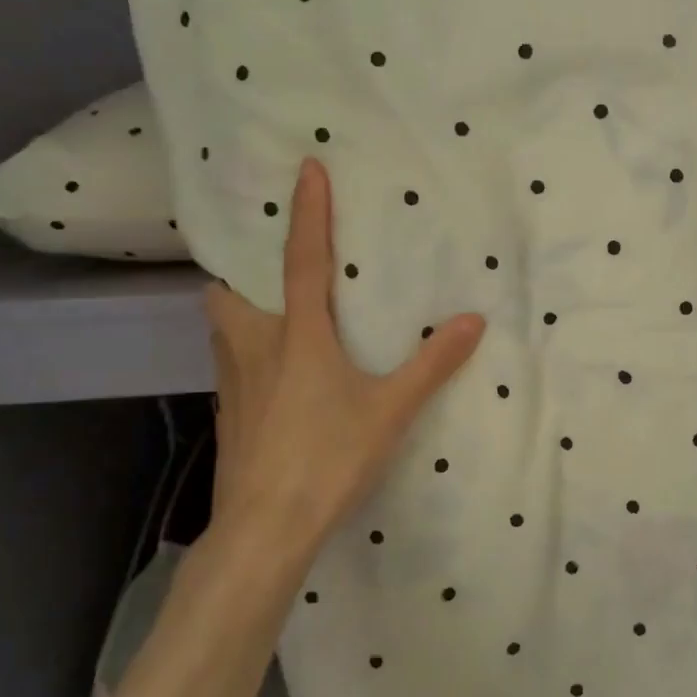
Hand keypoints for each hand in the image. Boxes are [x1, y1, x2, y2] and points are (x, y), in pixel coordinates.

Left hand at [205, 158, 484, 562]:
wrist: (265, 528)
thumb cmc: (329, 458)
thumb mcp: (390, 409)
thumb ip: (432, 363)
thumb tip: (474, 320)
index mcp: (297, 336)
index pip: (302, 260)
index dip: (307, 212)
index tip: (307, 168)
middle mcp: (254, 348)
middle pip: (227, 293)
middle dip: (241, 272)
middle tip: (270, 271)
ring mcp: (233, 385)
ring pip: (222, 330)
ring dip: (241, 312)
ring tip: (276, 319)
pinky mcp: (229, 417)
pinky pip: (231, 365)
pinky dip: (248, 353)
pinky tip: (277, 379)